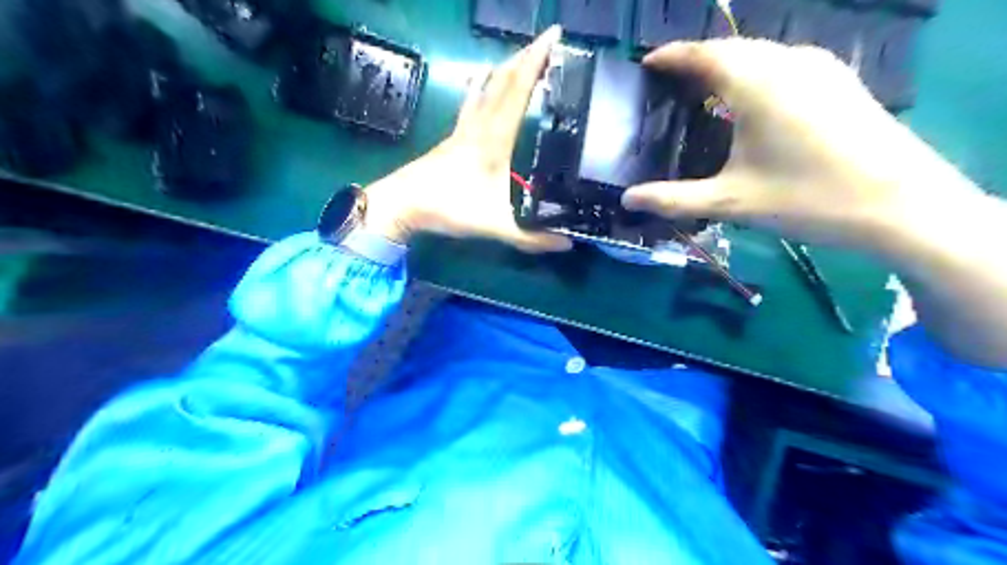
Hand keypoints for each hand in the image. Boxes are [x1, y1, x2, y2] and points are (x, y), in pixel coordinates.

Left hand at [363, 27, 570, 250]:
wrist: (402, 205)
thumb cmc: (449, 208)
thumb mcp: (496, 226)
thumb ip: (531, 237)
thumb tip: (568, 243)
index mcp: (494, 140)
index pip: (518, 91)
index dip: (537, 62)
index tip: (554, 36)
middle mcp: (479, 126)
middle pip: (504, 81)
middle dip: (526, 56)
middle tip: (547, 40)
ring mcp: (463, 130)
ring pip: (487, 88)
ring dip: (506, 68)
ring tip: (521, 53)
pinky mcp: (453, 138)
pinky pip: (472, 103)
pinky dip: (481, 85)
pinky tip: (480, 76)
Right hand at [618, 39, 979, 249]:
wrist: (902, 205)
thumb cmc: (807, 199)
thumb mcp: (731, 202)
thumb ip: (673, 199)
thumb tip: (627, 199)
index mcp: (758, 83)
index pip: (703, 54)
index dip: (671, 55)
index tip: (647, 64)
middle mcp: (788, 62)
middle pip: (732, 48)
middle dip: (696, 60)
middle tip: (669, 84)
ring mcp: (820, 67)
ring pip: (760, 53)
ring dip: (727, 65)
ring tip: (703, 91)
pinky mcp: (839, 81)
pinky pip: (783, 64)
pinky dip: (754, 73)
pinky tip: (748, 103)